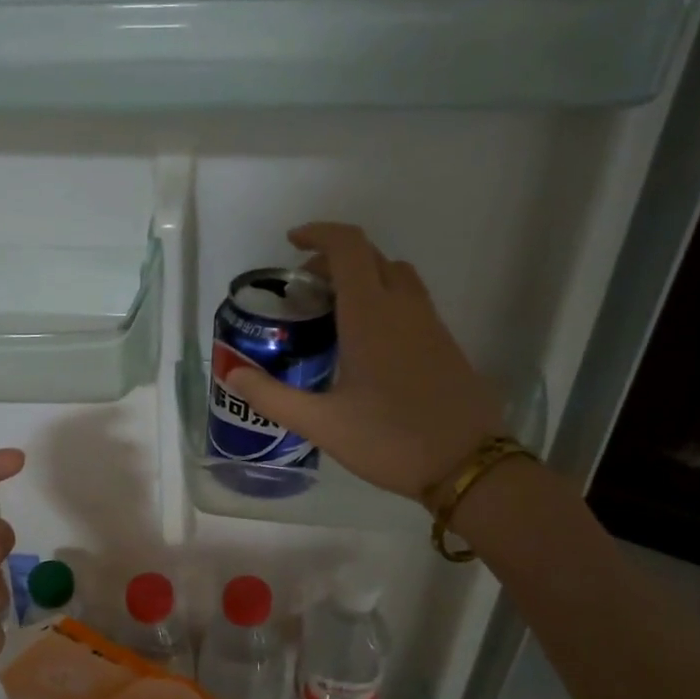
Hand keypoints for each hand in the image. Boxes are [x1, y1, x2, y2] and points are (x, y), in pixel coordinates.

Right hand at [224, 223, 506, 500]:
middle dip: (334, 259)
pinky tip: (367, 344)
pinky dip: (384, 300)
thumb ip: (272, 396)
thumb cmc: (389, 440)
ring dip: (364, 277)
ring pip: (396, 276)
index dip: (319, 233)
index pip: (348, 247)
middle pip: (371, 256)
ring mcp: (431, 324)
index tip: (292, 243)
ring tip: (334, 312)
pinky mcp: (445, 344)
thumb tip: (231, 373)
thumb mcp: (321, 424)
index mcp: (371, 315)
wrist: (468, 465)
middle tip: (304, 289)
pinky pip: (411, 302)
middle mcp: (404, 308)